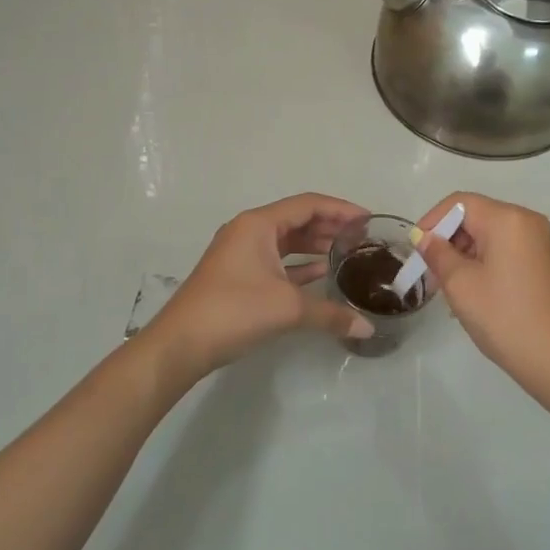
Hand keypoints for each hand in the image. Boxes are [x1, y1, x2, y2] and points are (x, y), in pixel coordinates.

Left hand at [148, 193, 374, 379]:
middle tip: (361, 236)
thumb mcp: (288, 309)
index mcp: (258, 224)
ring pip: (285, 240)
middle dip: (329, 225)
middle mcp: (249, 231)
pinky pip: (276, 260)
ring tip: (346, 252)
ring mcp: (241, 254)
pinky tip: (321, 273)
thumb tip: (367, 330)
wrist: (181, 344)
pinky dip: (299, 264)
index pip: (307, 205)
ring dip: (314, 244)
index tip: (368, 219)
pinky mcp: (238, 276)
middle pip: (296, 219)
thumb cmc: (234, 311)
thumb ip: (331, 314)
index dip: (340, 209)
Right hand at [415, 192, 549, 407]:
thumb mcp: (461, 285)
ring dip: (464, 257)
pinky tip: (474, 297)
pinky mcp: (545, 266)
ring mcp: (540, 245)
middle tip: (429, 276)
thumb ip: (438, 254)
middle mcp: (527, 223)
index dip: (432, 221)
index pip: (459, 203)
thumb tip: (425, 237)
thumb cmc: (507, 319)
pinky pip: (506, 253)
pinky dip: (484, 266)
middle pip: (476, 218)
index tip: (415, 252)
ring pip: (489, 238)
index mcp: (508, 219)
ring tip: (449, 291)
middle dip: (448, 242)